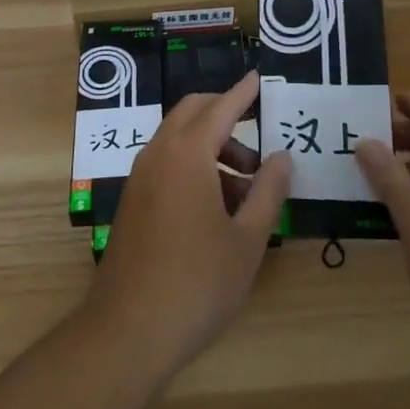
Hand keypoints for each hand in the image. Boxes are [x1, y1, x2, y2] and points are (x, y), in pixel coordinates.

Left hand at [90, 71, 293, 377]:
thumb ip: (268, 192)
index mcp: (188, 153)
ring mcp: (141, 176)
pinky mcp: (133, 200)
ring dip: (211, 147)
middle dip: (225, 115)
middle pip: (193, 113)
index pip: (221, 108)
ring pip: (178, 139)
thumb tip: (282, 156)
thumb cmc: (197, 283)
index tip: (258, 78)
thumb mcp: (247, 240)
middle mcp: (159, 153)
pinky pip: (166, 163)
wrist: (127, 331)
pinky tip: (216, 207)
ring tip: (246, 189)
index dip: (242, 93)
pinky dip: (193, 165)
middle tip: (257, 140)